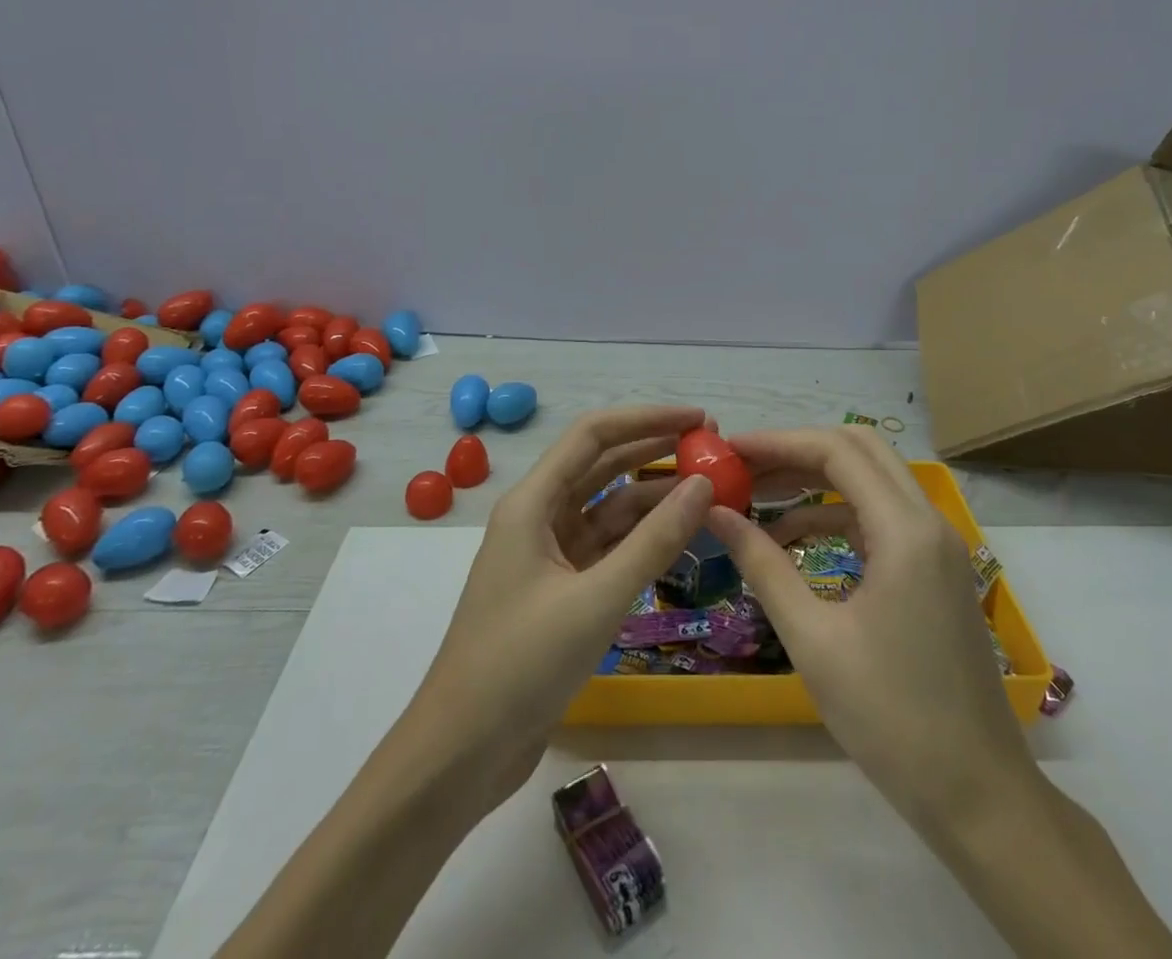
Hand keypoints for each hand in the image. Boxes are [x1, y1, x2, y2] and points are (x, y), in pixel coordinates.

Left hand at [403, 405, 715, 812]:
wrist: (461, 753)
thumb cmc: (520, 665)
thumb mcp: (596, 600)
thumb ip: (654, 541)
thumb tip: (704, 485)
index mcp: (532, 502)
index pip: (593, 435)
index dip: (646, 419)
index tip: (698, 419)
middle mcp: (538, 517)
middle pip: (601, 466)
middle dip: (653, 451)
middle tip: (710, 450)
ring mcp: (548, 555)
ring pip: (607, 509)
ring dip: (653, 498)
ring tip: (707, 492)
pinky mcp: (558, 591)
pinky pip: (606, 549)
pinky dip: (641, 540)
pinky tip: (679, 538)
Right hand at [706, 426, 1039, 843]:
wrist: (978, 797)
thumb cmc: (891, 719)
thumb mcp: (813, 639)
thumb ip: (763, 564)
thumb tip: (715, 513)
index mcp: (905, 532)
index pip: (836, 452)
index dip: (778, 443)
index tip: (728, 450)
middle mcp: (929, 522)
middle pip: (859, 450)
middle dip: (797, 450)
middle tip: (745, 466)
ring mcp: (938, 546)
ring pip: (872, 479)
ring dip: (815, 479)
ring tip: (757, 497)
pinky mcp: (935, 569)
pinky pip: (880, 516)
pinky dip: (836, 513)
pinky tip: (794, 538)